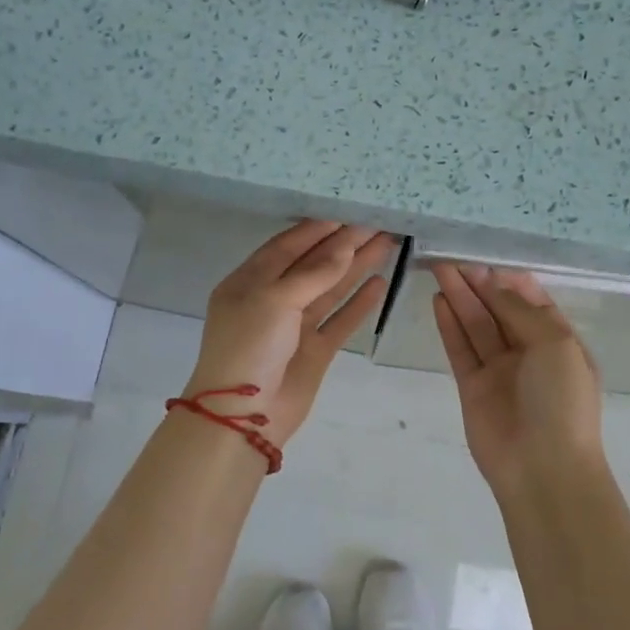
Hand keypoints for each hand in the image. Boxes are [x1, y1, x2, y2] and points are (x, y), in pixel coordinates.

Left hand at [186, 221, 395, 445]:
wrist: (242, 418)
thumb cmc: (248, 347)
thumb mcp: (274, 300)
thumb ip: (313, 273)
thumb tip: (345, 246)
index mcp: (249, 282)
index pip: (287, 246)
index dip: (318, 229)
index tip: (349, 212)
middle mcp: (272, 300)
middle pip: (313, 265)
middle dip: (344, 244)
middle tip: (377, 223)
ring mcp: (295, 327)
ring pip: (330, 290)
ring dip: (356, 267)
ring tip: (387, 243)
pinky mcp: (315, 351)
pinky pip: (340, 321)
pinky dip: (359, 303)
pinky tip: (380, 283)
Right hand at [432, 264, 605, 494]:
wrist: (543, 468)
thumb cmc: (561, 401)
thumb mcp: (555, 344)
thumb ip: (521, 311)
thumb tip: (495, 285)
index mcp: (559, 342)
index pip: (532, 302)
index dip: (509, 280)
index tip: (486, 260)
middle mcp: (529, 353)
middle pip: (500, 310)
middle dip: (479, 285)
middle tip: (454, 260)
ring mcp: (499, 371)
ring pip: (477, 326)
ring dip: (460, 298)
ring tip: (440, 270)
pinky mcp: (472, 388)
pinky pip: (460, 349)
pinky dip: (450, 325)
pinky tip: (438, 301)